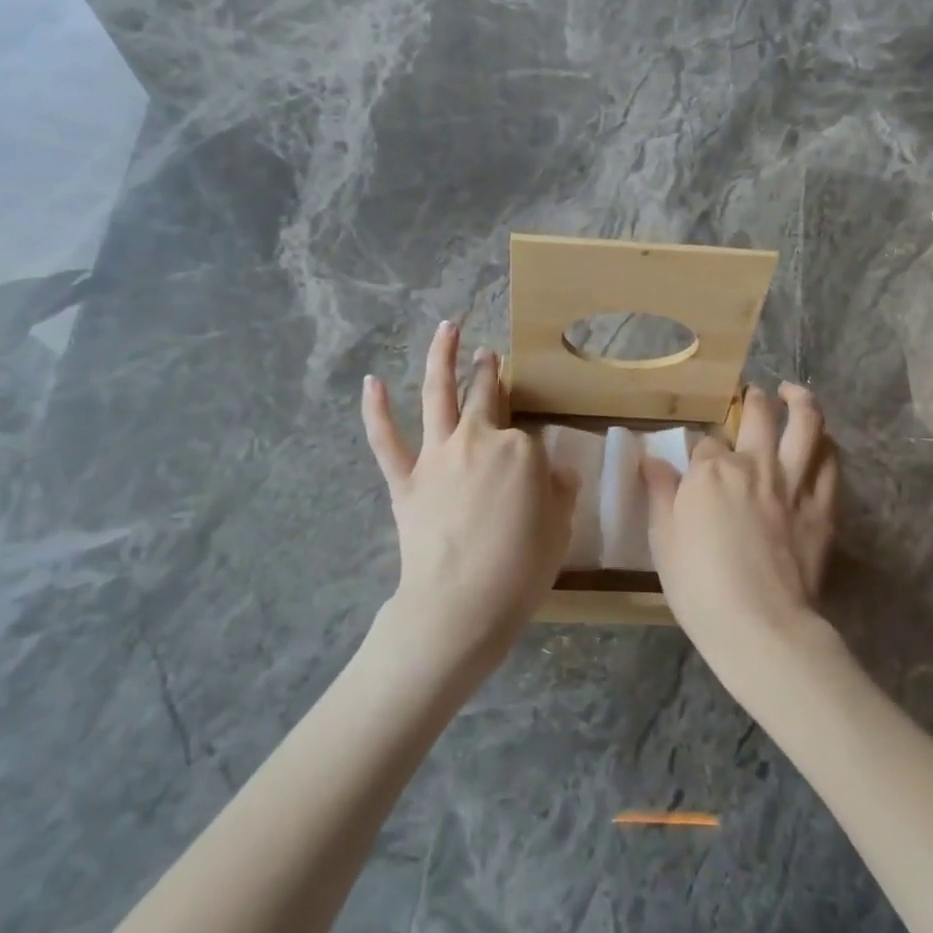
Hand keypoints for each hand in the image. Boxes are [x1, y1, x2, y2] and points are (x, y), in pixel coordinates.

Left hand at [362, 320, 579, 675]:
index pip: (530, 437)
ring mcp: (437, 456)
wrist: (460, 604)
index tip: (536, 470)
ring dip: (440, 357)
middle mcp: (478, 439)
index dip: (534, 453)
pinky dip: (376, 410)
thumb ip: (560, 493)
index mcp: (521, 451)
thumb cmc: (520, 570)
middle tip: (489, 355)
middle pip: (486, 396)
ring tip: (446, 328)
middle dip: (488, 372)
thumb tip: (557, 472)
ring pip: (437, 395)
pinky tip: (371, 381)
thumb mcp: (559, 530)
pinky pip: (386, 439)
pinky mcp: (405, 478)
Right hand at [643, 383, 838, 663]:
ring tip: (795, 393)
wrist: (760, 625)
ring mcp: (794, 483)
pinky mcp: (823, 507)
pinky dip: (827, 445)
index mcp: (711, 471)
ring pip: (806, 425)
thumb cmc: (699, 586)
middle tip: (754, 394)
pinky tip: (823, 442)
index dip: (701, 451)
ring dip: (801, 401)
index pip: (705, 444)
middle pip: (759, 415)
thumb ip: (660, 494)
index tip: (698, 462)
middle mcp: (755, 465)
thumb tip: (650, 460)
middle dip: (754, 400)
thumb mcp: (663, 540)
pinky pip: (832, 464)